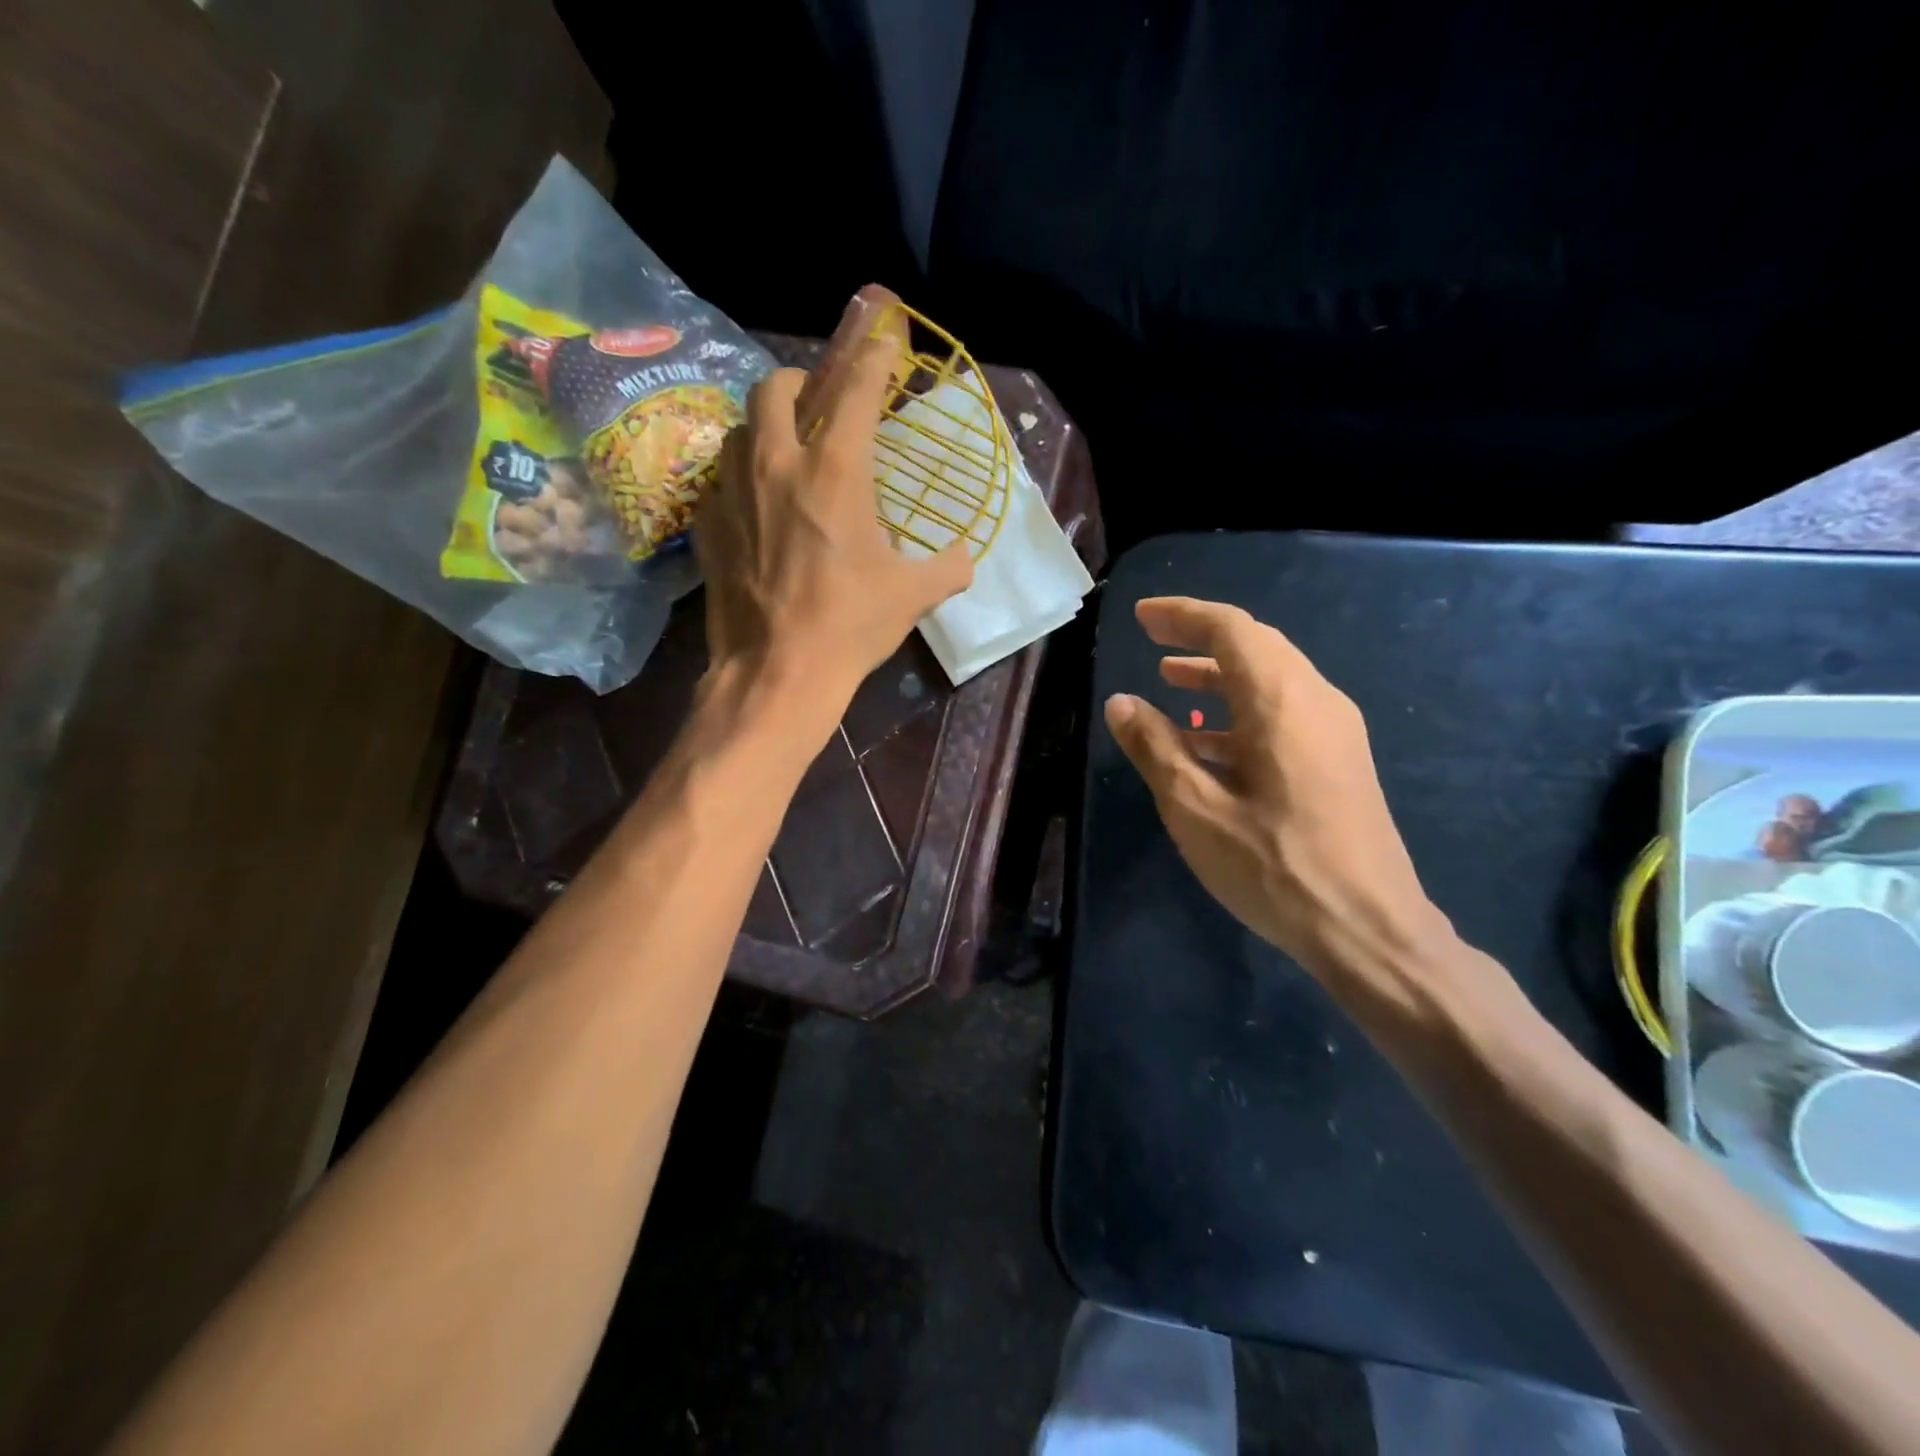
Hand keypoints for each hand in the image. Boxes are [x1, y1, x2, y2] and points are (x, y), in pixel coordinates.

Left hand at [695, 335, 973, 708]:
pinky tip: (754, 507)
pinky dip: (739, 479)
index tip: (881, 342)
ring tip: (783, 453)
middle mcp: (777, 466)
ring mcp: (733, 493)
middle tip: (817, 405)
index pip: (857, 392)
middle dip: (800, 384)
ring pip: (739, 429)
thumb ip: (947, 567)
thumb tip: (965, 559)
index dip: (872, 359)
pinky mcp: (706, 526)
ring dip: (763, 428)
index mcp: (835, 473)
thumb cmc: (850, 625)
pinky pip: (718, 480)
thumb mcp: (913, 596)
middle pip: (775, 388)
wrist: (777, 672)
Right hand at [1105, 597, 1448, 999]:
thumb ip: (1155, 748)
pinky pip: (1284, 714)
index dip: (1184, 615)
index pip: (1232, 629)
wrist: (1369, 929)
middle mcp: (1316, 701)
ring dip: (1219, 676)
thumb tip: (1121, 702)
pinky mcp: (1339, 763)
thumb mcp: (1196, 809)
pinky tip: (1207, 743)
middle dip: (1201, 639)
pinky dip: (1240, 712)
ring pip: (1271, 681)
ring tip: (1170, 682)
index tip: (1143, 617)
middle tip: (1153, 640)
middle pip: (1256, 647)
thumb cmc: (1274, 867)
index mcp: (1281, 701)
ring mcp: (1335, 733)